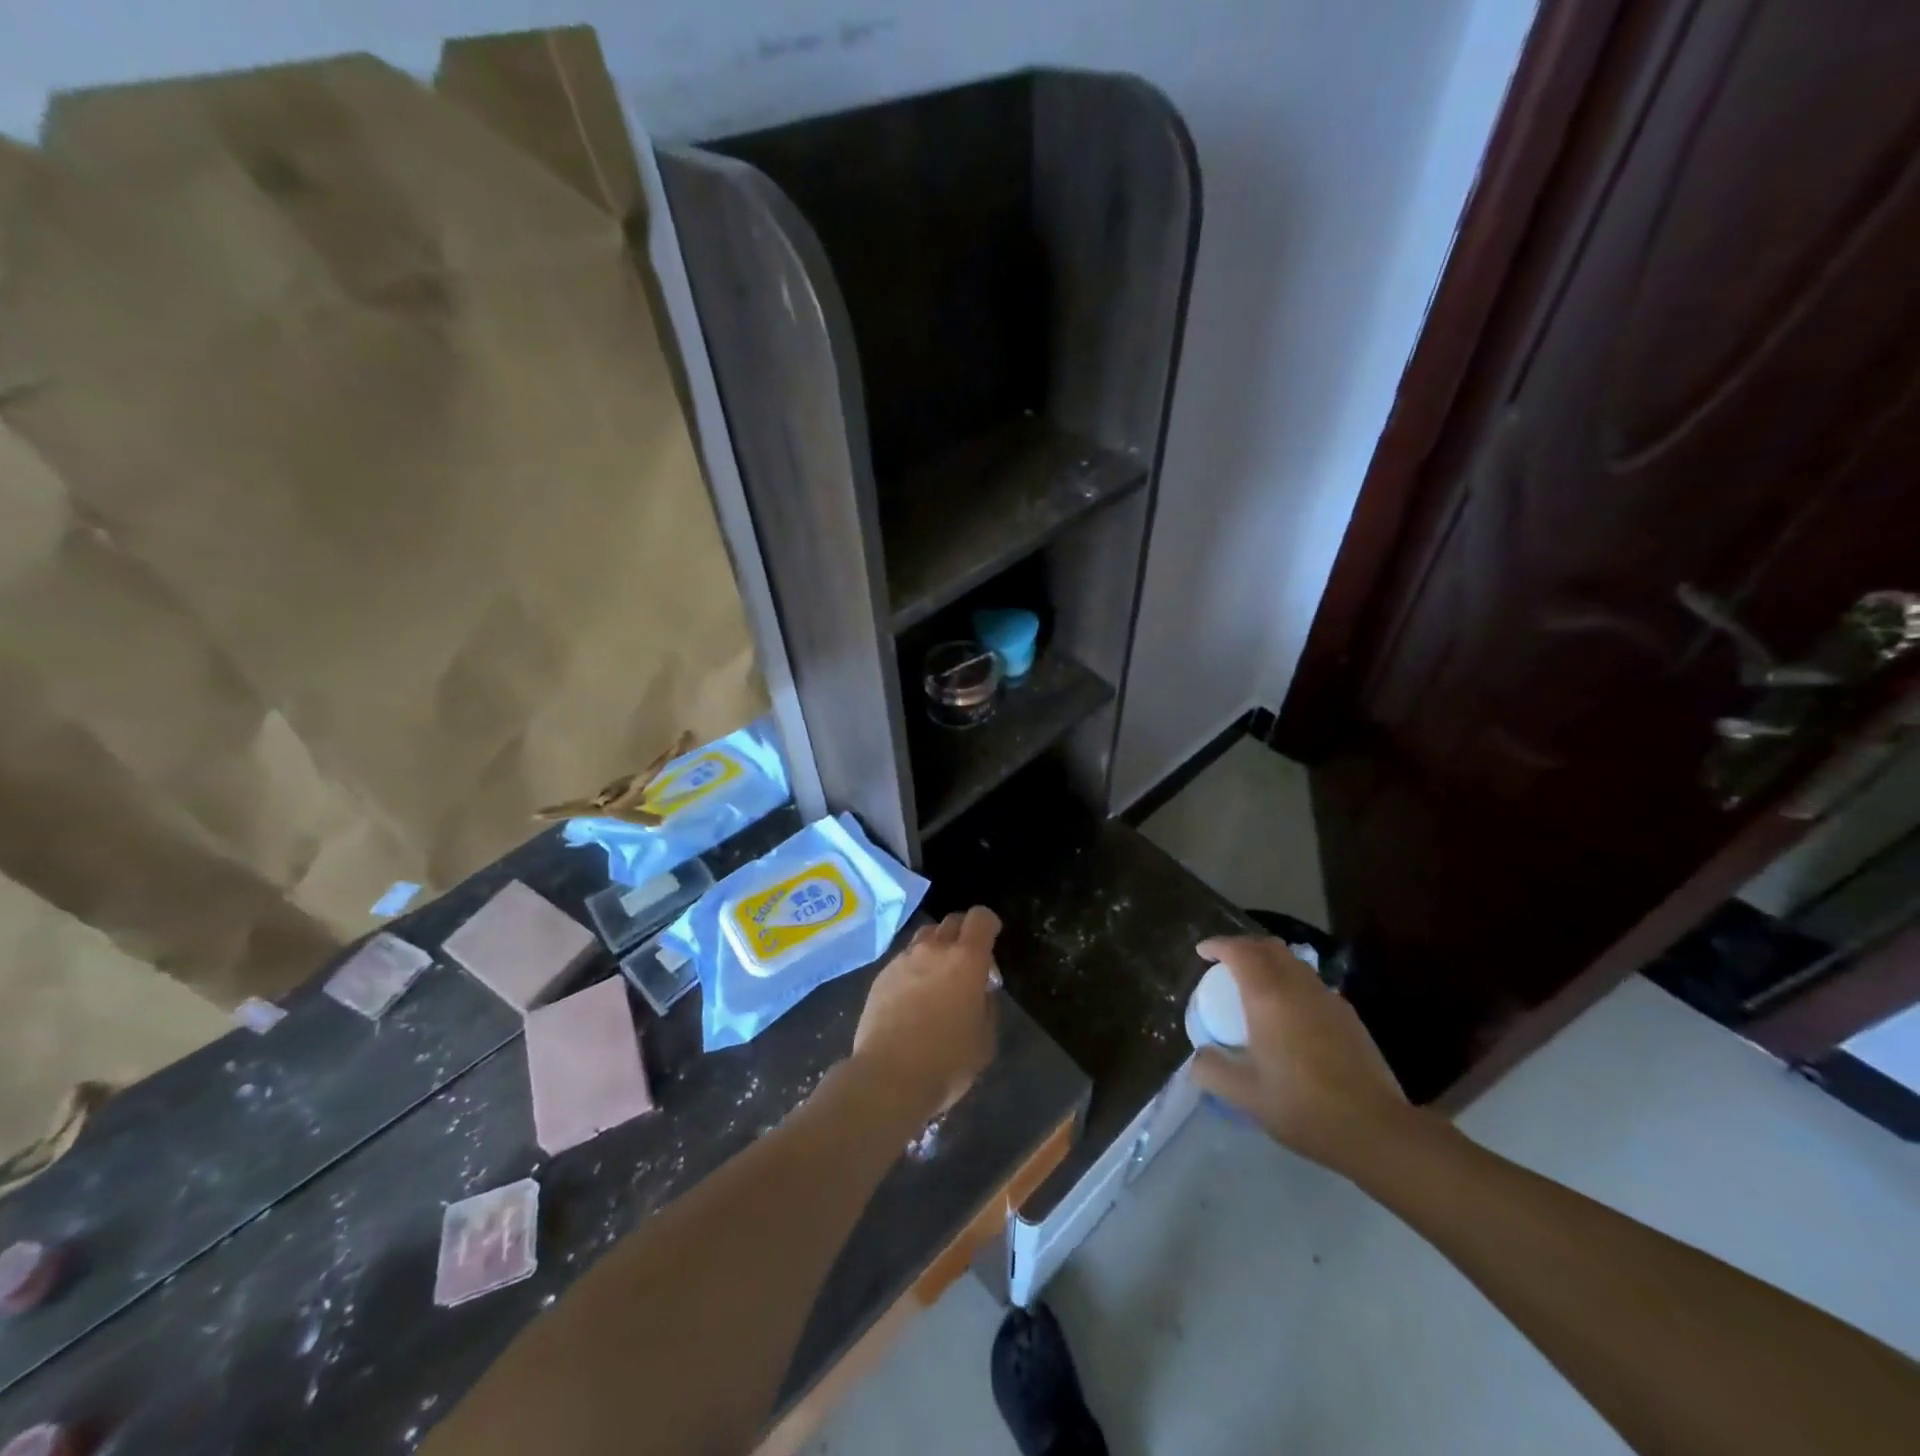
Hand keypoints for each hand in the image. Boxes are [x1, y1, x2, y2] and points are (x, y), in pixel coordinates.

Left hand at [850, 907, 999, 1120]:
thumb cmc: (947, 1061)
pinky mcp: (881, 976)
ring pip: (924, 937)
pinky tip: (913, 996)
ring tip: (938, 976)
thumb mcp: (985, 1039)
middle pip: (951, 921)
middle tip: (968, 960)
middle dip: (964, 933)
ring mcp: (903, 960)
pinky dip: (914, 968)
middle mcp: (934, 950)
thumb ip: (986, 1005)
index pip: (980, 918)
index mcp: (966, 959)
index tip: (992, 938)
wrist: (889, 1077)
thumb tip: (979, 991)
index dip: (989, 923)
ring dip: (936, 947)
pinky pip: (903, 960)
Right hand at [1189, 936, 1413, 1174]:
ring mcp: (1328, 998)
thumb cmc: (1302, 1106)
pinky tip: (1288, 1013)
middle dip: (1243, 946)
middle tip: (1225, 962)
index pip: (1240, 951)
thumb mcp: (1245, 1095)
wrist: (1375, 1129)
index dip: (1218, 945)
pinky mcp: (1348, 1015)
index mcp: (1268, 997)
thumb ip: (1212, 1071)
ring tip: (1254, 984)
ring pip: (1293, 962)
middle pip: (1268, 946)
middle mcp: (1298, 987)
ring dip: (1269, 961)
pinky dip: (1290, 981)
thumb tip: (1197, 1057)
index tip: (1202, 952)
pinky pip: (1311, 982)